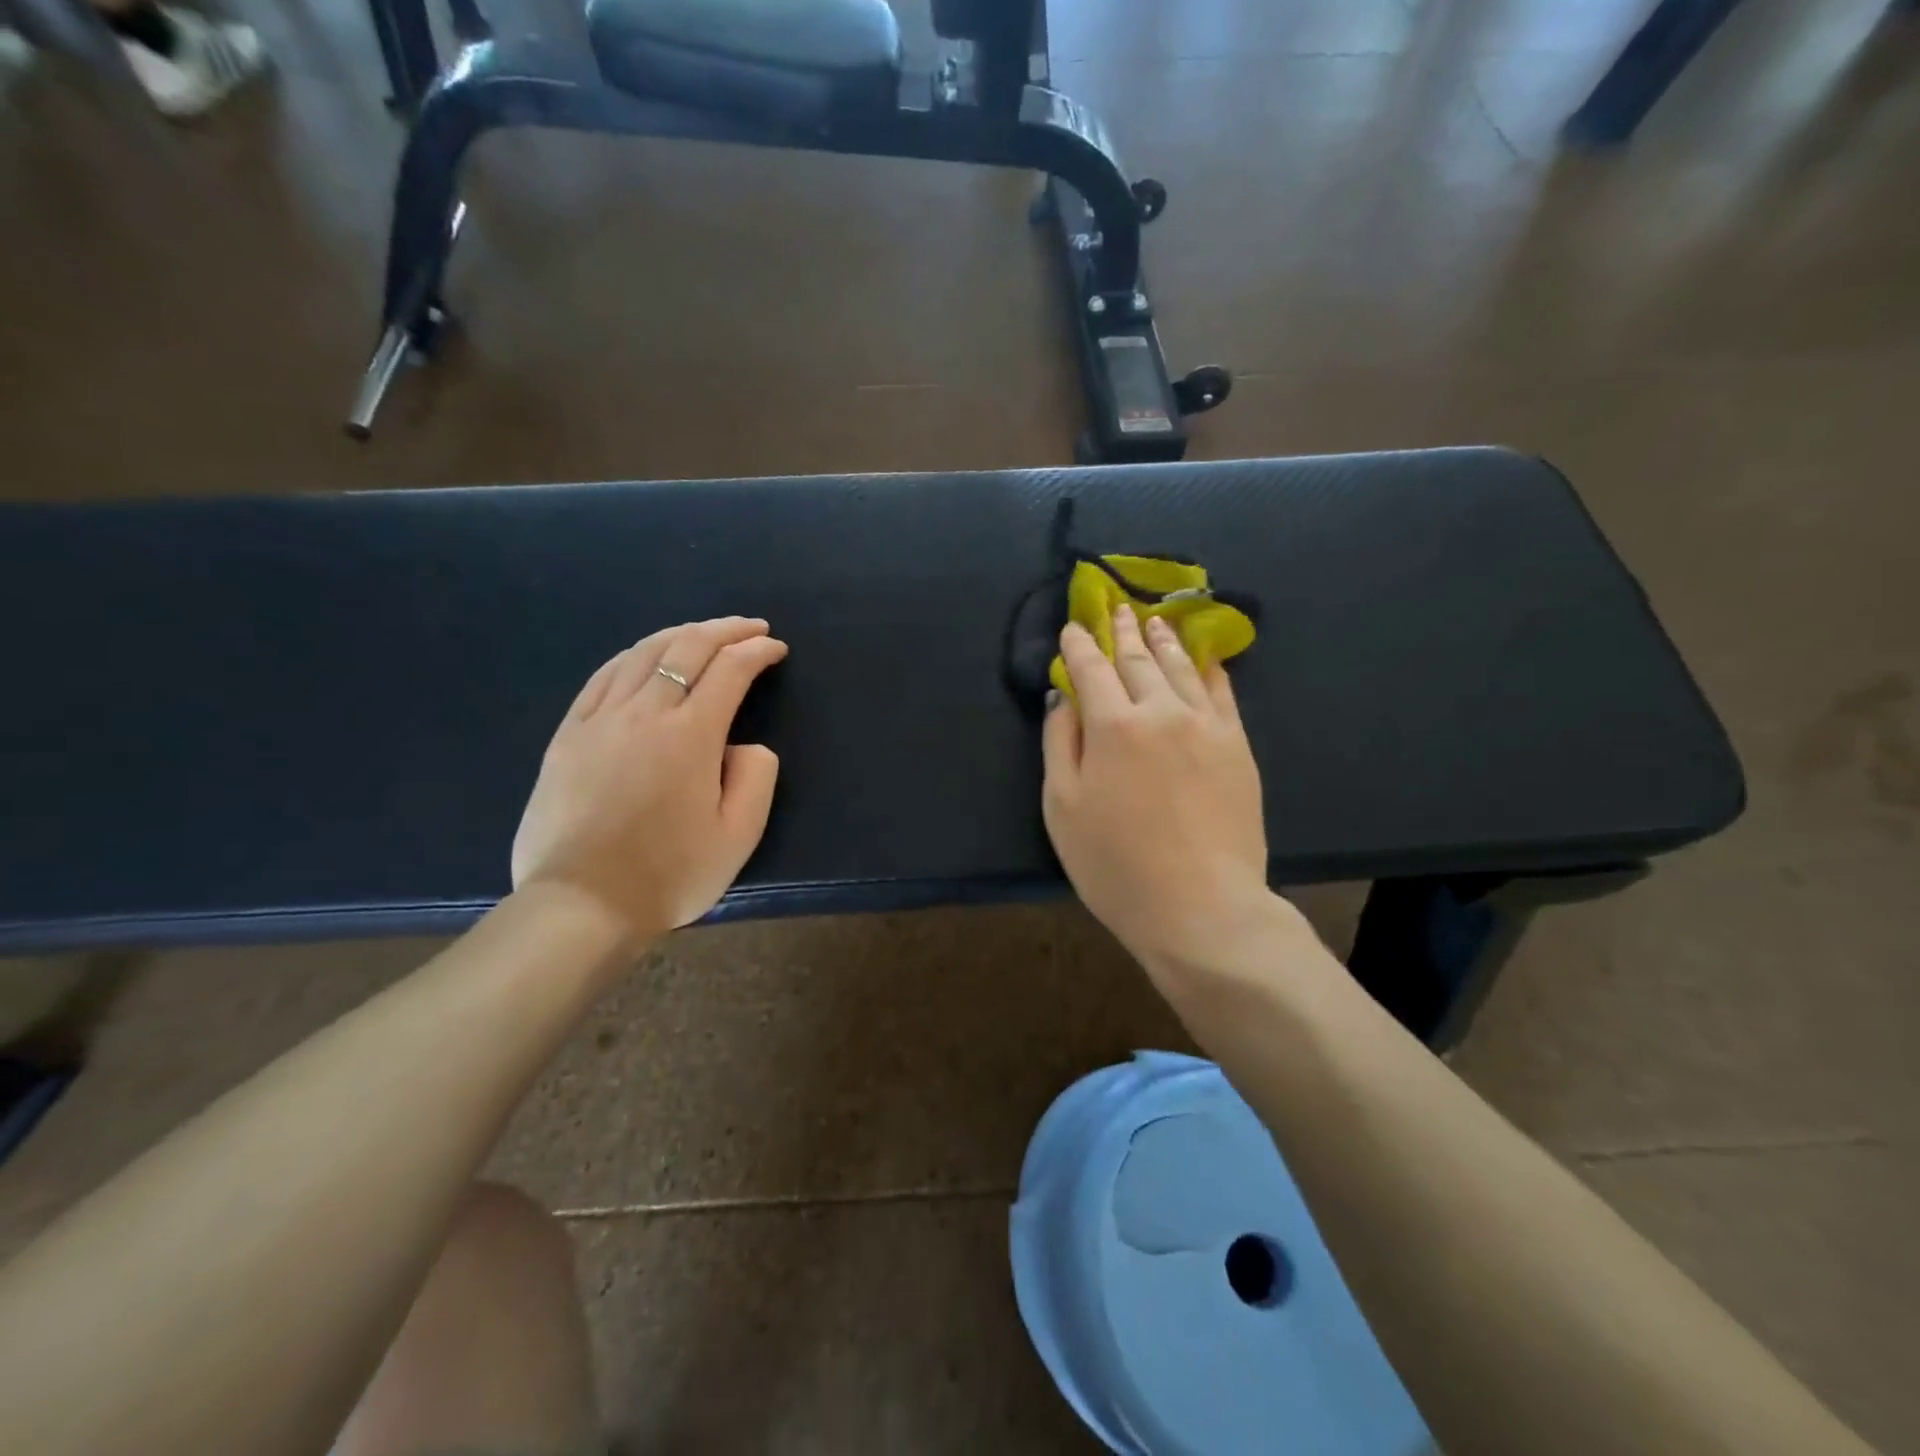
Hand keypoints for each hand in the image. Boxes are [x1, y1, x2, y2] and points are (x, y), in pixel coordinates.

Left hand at [511, 617, 787, 947]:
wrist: (582, 904)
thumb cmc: (670, 874)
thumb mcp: (739, 836)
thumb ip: (756, 778)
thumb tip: (745, 745)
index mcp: (691, 735)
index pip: (730, 671)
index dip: (757, 652)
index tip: (775, 648)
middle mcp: (645, 712)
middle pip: (687, 648)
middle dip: (725, 630)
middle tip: (751, 627)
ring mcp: (600, 719)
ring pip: (643, 653)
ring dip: (682, 634)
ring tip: (706, 632)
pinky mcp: (568, 734)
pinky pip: (604, 676)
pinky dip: (634, 654)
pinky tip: (646, 653)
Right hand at [1042, 606, 1273, 971]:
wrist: (1201, 906)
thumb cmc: (1115, 865)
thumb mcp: (1062, 808)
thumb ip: (1060, 744)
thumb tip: (1064, 697)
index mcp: (1112, 725)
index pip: (1090, 669)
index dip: (1078, 646)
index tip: (1072, 628)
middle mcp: (1160, 710)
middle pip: (1137, 659)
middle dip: (1120, 632)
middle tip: (1114, 609)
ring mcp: (1206, 725)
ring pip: (1180, 667)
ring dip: (1162, 640)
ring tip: (1152, 620)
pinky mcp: (1237, 745)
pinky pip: (1221, 692)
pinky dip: (1208, 668)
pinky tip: (1202, 657)